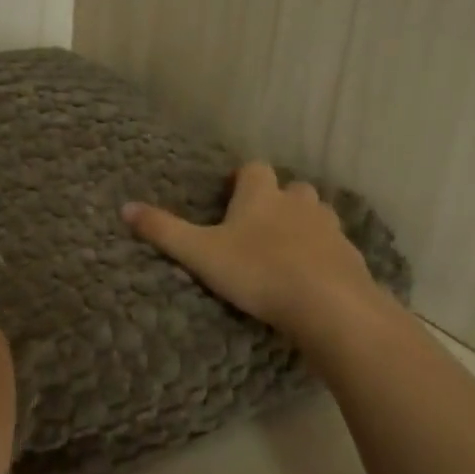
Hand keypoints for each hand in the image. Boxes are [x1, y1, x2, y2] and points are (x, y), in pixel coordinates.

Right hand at [122, 160, 390, 343]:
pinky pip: (333, 245)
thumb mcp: (200, 253)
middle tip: (256, 227)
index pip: (253, 168)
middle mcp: (298, 202)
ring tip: (284, 251)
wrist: (328, 304)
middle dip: (275, 200)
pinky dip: (322, 253)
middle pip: (289, 188)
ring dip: (301, 224)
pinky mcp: (349, 255)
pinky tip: (311, 276)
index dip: (241, 179)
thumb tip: (124, 207)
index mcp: (261, 194)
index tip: (229, 197)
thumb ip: (164, 230)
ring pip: (315, 214)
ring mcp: (329, 227)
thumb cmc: (258, 272)